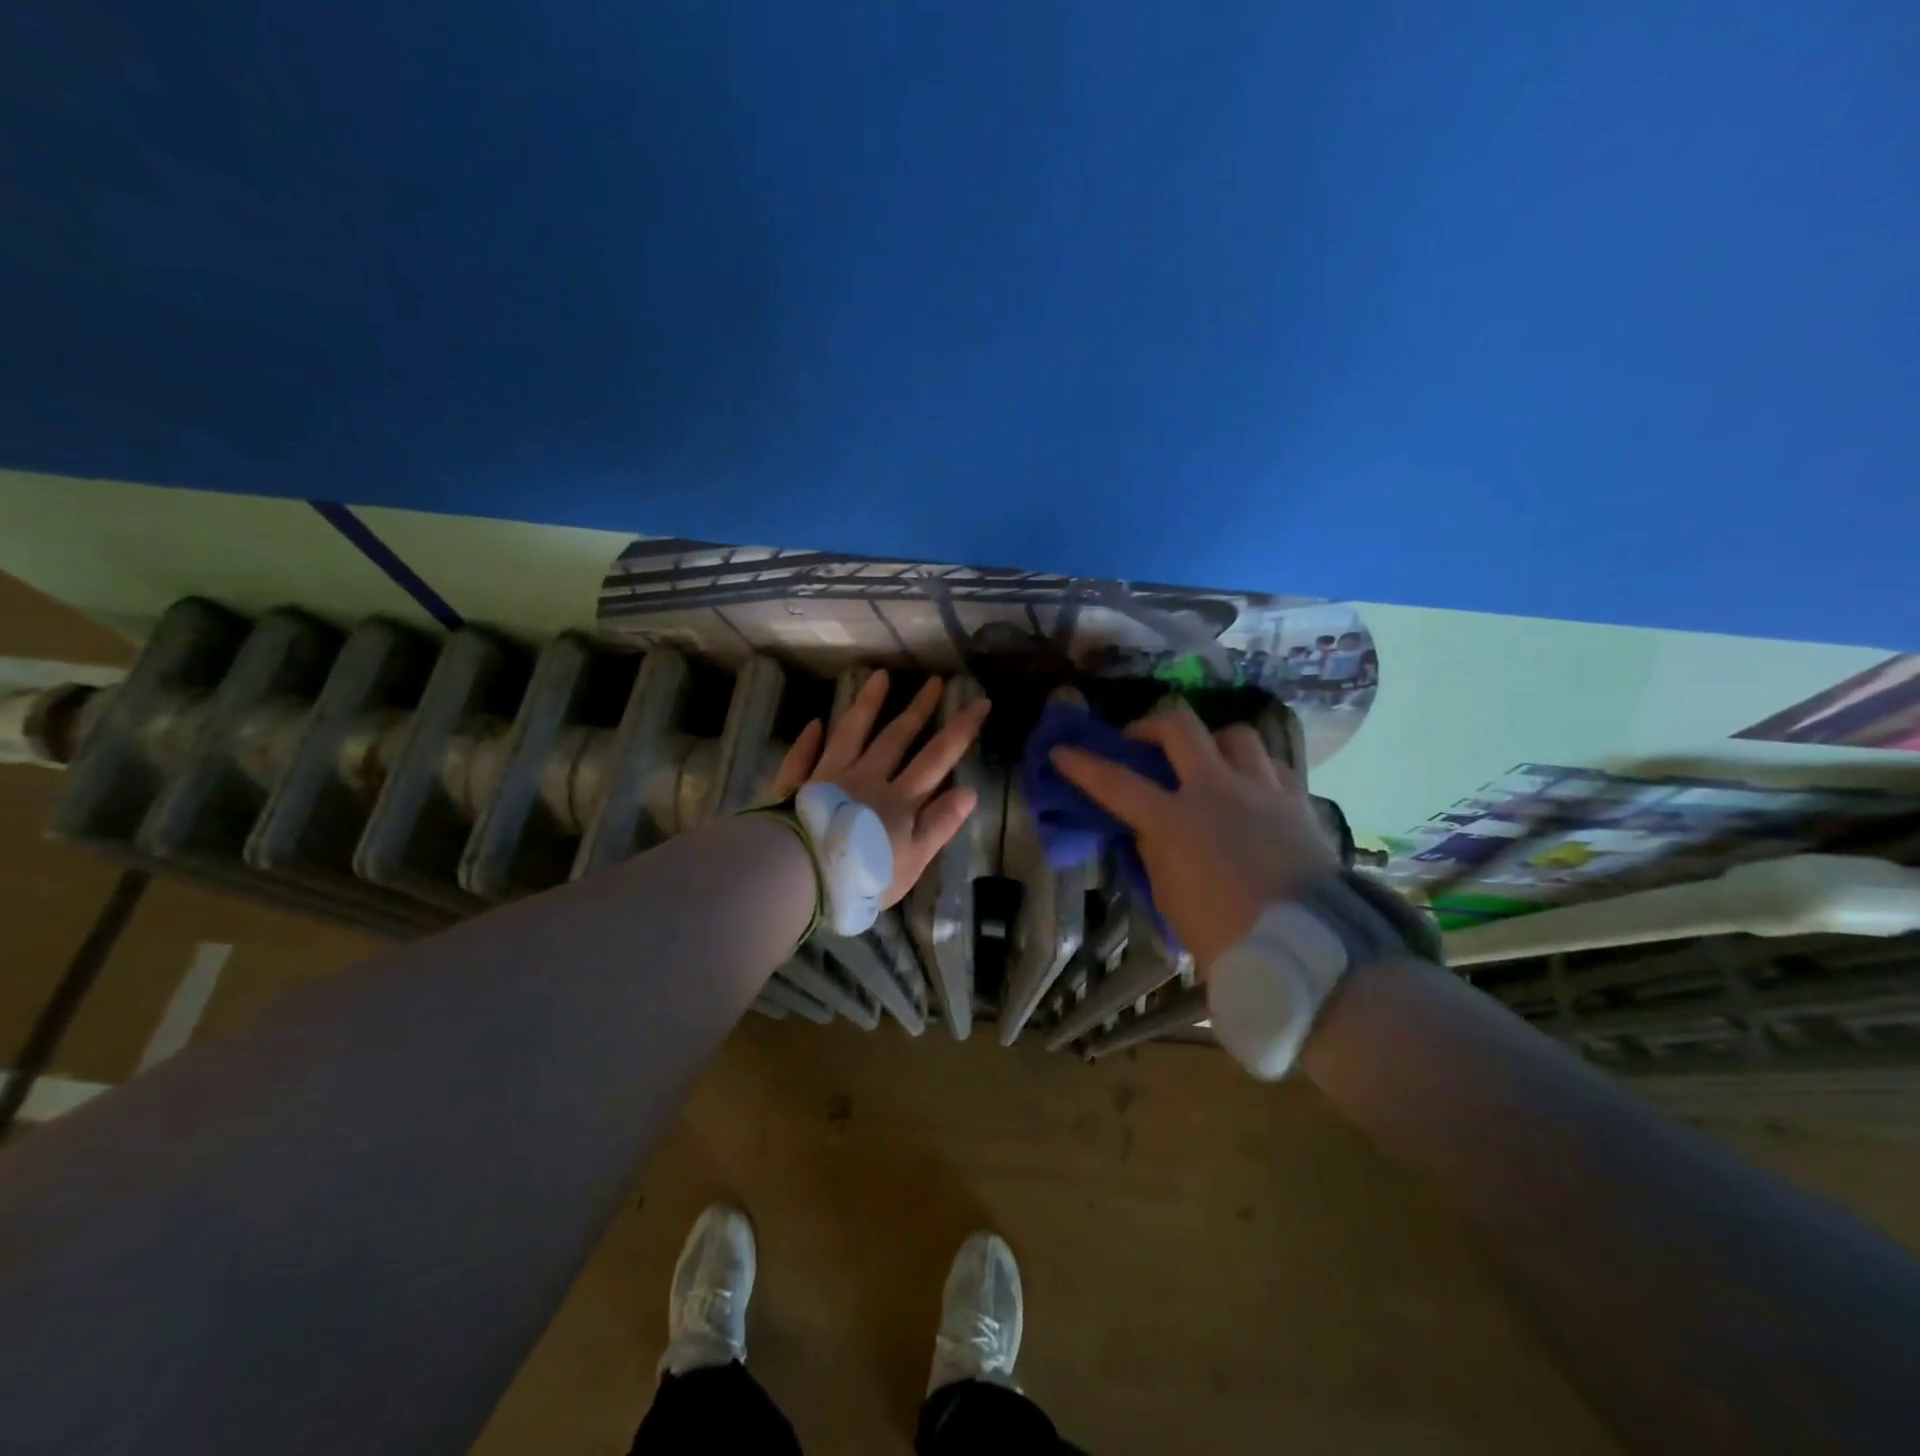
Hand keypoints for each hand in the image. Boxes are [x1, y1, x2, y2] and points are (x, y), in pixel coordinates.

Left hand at [772, 670, 990, 909]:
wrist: (800, 878)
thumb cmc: (862, 876)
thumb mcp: (912, 860)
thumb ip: (939, 825)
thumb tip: (969, 791)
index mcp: (899, 799)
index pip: (937, 758)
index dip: (961, 729)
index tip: (980, 701)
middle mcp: (867, 779)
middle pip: (896, 737)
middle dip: (919, 709)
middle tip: (934, 680)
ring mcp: (829, 778)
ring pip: (850, 733)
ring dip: (867, 705)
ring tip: (879, 676)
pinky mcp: (796, 787)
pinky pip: (803, 757)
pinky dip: (809, 740)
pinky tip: (816, 723)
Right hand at [1050, 705, 1336, 970]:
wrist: (1309, 950)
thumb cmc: (1225, 935)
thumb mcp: (1170, 897)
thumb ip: (1155, 852)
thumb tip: (1148, 827)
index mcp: (1176, 821)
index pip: (1116, 782)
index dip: (1083, 765)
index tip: (1061, 752)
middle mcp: (1217, 790)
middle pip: (1179, 728)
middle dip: (1150, 726)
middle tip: (1140, 741)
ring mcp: (1262, 790)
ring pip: (1235, 734)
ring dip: (1211, 741)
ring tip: (1204, 762)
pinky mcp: (1297, 801)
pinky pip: (1272, 765)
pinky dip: (1252, 768)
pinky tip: (1248, 788)